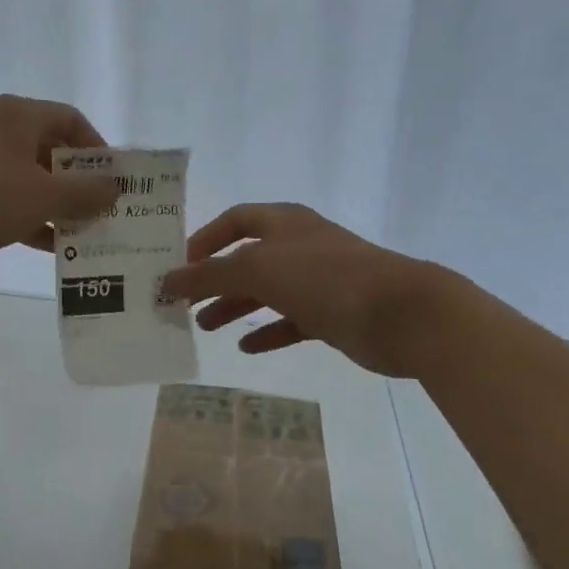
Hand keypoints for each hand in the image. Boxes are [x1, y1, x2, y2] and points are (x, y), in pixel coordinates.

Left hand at [0, 95, 117, 277]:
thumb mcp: (42, 195)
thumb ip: (85, 192)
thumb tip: (115, 189)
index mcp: (19, 116)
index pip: (71, 120)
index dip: (98, 148)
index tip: (114, 180)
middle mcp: (1, 132)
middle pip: (53, 151)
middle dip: (81, 183)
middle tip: (106, 210)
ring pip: (33, 181)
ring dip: (60, 206)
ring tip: (88, 233)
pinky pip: (12, 202)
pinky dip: (34, 220)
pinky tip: (55, 248)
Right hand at [162, 203, 450, 376]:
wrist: (401, 314)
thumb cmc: (325, 279)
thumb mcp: (258, 269)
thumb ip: (209, 275)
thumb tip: (168, 281)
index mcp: (284, 224)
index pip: (234, 220)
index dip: (204, 240)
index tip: (178, 265)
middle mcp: (300, 246)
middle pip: (247, 258)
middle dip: (214, 279)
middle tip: (183, 303)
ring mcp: (319, 281)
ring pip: (267, 291)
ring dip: (234, 306)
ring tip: (204, 327)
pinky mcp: (333, 314)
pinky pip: (291, 321)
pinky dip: (268, 331)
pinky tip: (247, 347)